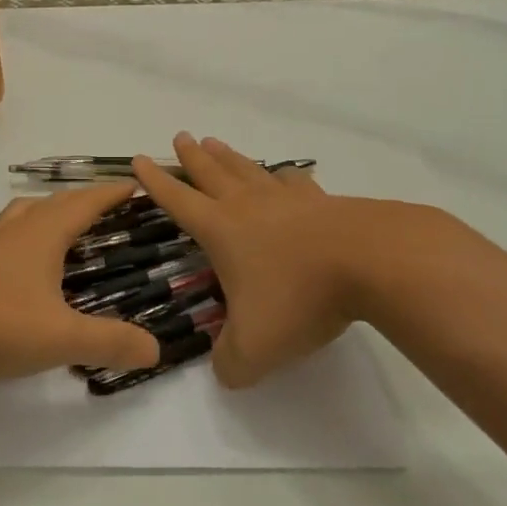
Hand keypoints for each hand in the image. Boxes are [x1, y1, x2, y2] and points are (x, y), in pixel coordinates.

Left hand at [0, 185, 161, 382]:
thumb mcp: (58, 337)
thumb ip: (108, 342)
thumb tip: (155, 348)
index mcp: (41, 234)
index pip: (85, 202)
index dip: (112, 193)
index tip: (136, 184)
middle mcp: (13, 232)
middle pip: (53, 204)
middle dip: (83, 203)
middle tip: (106, 214)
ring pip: (21, 218)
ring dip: (46, 217)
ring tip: (62, 235)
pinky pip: (1, 243)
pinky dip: (21, 245)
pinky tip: (19, 276)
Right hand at [134, 132, 467, 388]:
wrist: (367, 261)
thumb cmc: (299, 297)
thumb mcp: (255, 348)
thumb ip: (230, 363)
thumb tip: (223, 369)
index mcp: (221, 230)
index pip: (178, 200)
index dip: (156, 181)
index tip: (139, 158)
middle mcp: (247, 204)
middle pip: (211, 172)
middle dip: (191, 156)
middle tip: (180, 136)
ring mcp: (285, 198)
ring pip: (247, 169)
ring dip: (227, 156)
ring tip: (215, 142)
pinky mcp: (320, 201)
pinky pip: (292, 181)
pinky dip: (282, 176)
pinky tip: (284, 176)